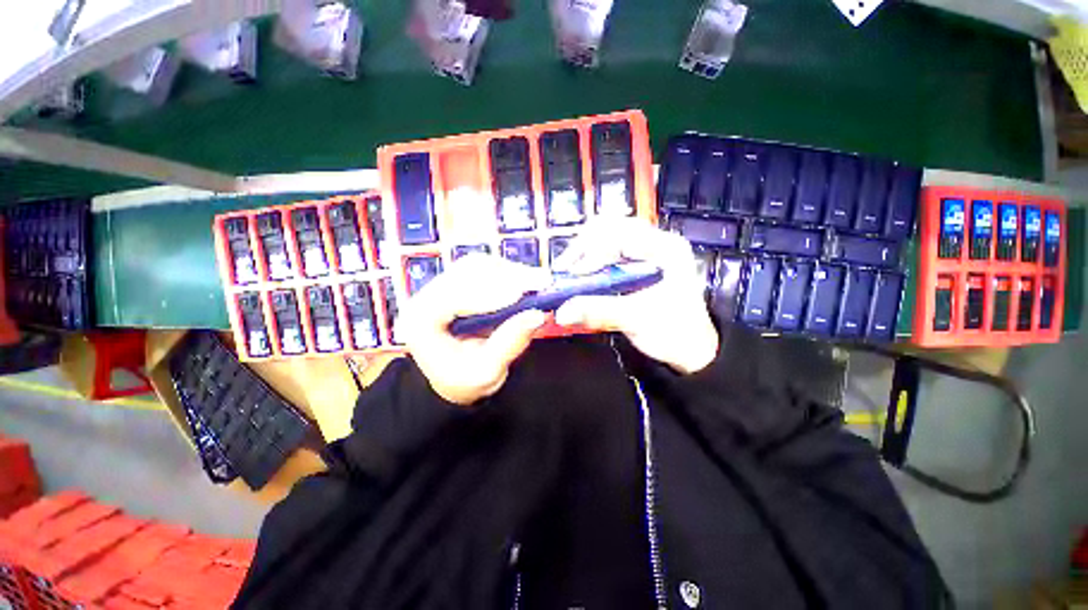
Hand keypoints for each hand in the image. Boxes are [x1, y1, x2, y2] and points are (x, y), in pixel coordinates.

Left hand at [397, 255, 550, 405]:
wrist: (452, 379)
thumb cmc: (464, 380)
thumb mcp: (486, 371)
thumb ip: (510, 343)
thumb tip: (538, 315)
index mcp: (421, 320)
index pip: (452, 296)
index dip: (487, 293)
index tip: (520, 294)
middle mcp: (427, 295)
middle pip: (466, 272)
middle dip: (507, 276)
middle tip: (541, 281)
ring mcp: (441, 285)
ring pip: (477, 265)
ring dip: (510, 271)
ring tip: (538, 280)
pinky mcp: (458, 282)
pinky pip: (483, 268)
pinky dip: (507, 272)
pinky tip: (525, 280)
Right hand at [553, 218, 718, 374]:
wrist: (690, 348)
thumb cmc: (675, 331)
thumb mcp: (636, 319)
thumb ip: (598, 311)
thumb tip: (563, 311)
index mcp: (666, 249)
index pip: (622, 233)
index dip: (593, 250)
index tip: (574, 272)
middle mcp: (657, 243)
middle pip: (612, 228)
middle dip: (584, 247)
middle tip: (565, 269)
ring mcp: (648, 252)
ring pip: (608, 238)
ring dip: (585, 253)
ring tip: (570, 272)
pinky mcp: (638, 264)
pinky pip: (609, 252)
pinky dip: (592, 261)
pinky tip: (583, 274)